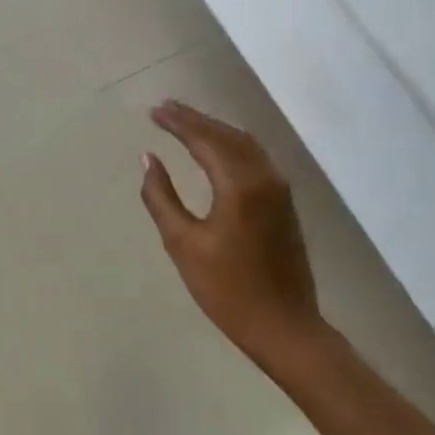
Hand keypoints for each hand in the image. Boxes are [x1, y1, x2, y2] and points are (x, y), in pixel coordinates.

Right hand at [140, 101, 326, 373]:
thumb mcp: (184, 245)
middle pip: (226, 135)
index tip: (153, 110)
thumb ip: (162, 198)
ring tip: (185, 122)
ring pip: (244, 144)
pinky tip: (216, 148)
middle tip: (165, 108)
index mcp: (239, 184)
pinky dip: (231, 144)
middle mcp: (264, 176)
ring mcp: (279, 188)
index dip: (177, 122)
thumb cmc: (227, 290)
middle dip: (195, 119)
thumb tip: (149, 159)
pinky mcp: (284, 202)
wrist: (285, 327)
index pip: (205, 139)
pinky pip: (255, 158)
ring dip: (214, 129)